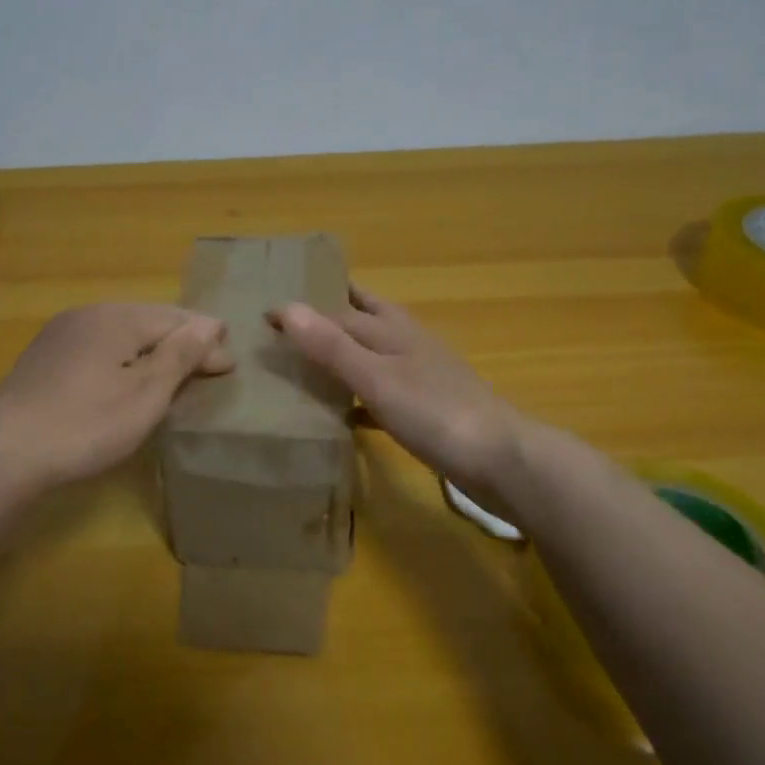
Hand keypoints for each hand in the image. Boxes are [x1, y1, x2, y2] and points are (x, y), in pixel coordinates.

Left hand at [0, 304, 233, 492]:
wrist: (4, 454)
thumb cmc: (87, 424)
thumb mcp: (145, 393)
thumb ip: (180, 355)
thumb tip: (210, 323)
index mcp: (117, 317)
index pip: (176, 321)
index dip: (206, 342)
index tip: (230, 366)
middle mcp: (88, 314)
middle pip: (148, 322)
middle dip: (181, 342)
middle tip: (209, 367)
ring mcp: (61, 334)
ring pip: (121, 335)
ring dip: (152, 351)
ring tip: (175, 373)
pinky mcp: (43, 359)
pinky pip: (98, 349)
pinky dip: (123, 360)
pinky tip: (127, 380)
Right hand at [270, 286, 525, 493]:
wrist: (499, 458)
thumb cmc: (434, 412)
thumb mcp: (375, 378)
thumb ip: (332, 346)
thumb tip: (286, 307)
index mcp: (392, 329)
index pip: (338, 309)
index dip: (303, 310)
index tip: (265, 314)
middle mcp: (407, 343)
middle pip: (365, 317)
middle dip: (333, 312)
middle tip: (294, 317)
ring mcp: (421, 375)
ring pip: (375, 353)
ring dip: (346, 352)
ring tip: (310, 360)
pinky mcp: (428, 407)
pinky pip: (385, 392)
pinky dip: (362, 395)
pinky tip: (345, 413)